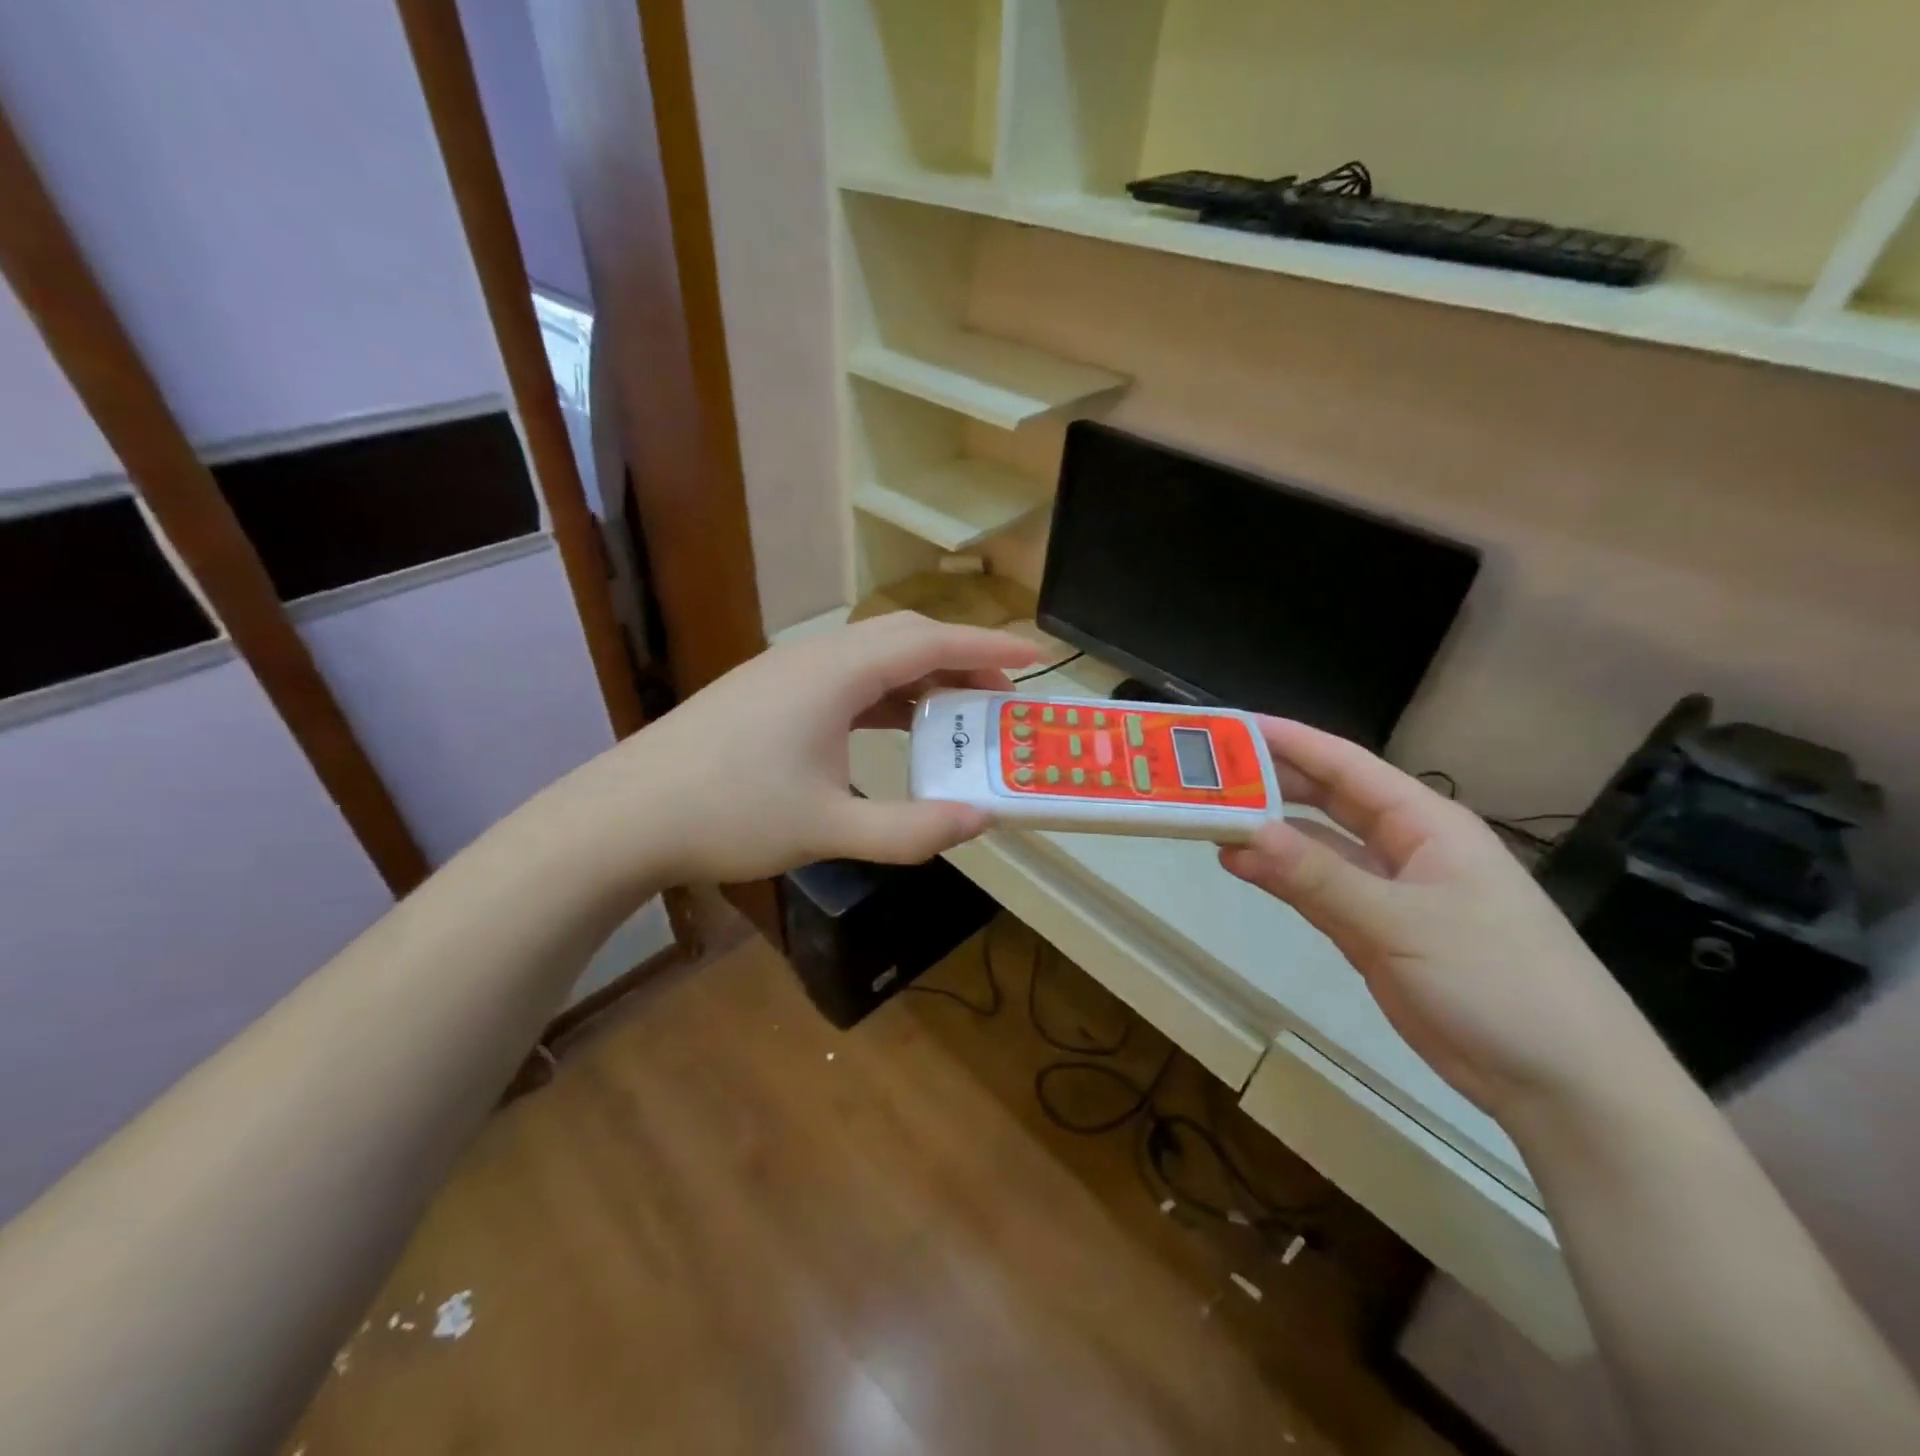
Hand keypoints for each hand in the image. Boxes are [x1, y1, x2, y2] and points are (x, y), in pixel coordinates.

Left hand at [570, 613, 1040, 885]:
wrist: (625, 816)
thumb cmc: (729, 815)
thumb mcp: (829, 829)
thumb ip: (911, 829)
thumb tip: (981, 819)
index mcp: (834, 674)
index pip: (928, 641)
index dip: (987, 645)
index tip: (1035, 655)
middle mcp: (813, 658)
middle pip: (902, 638)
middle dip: (959, 659)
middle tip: (1000, 696)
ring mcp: (784, 673)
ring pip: (871, 658)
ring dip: (920, 677)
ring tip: (958, 713)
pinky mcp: (766, 694)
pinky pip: (844, 679)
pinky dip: (884, 695)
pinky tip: (895, 727)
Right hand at [1219, 718, 1669, 1120]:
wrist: (1562, 1085)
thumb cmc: (1498, 983)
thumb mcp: (1401, 923)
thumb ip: (1319, 877)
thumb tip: (1244, 833)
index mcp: (1427, 824)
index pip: (1347, 766)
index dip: (1291, 741)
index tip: (1234, 726)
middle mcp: (1405, 847)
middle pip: (1327, 801)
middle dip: (1272, 783)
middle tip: (1208, 773)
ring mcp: (1389, 892)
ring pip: (1317, 847)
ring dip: (1269, 833)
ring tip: (1209, 819)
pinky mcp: (1375, 933)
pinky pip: (1317, 890)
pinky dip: (1280, 877)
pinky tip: (1240, 866)